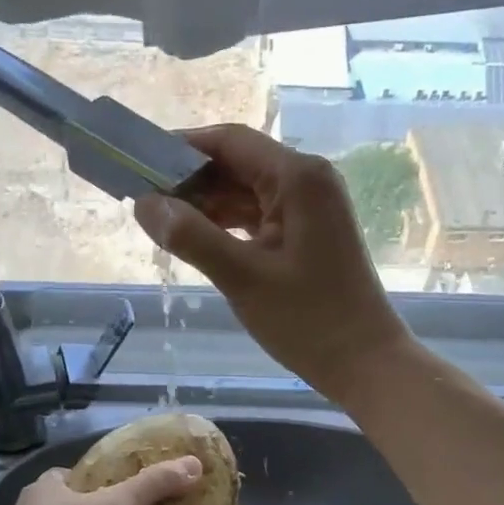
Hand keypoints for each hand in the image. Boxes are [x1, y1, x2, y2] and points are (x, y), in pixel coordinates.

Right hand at [133, 124, 411, 401]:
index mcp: (297, 177)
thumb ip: (191, 236)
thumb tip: (144, 204)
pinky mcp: (310, 234)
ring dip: (207, 206)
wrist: (365, 363)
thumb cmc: (308, 321)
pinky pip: (260, 216)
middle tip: (143, 202)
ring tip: (162, 224)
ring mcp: (312, 208)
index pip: (229, 141)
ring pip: (247, 193)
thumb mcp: (242, 277)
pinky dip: (229, 225)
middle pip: (238, 164)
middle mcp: (308, 181)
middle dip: (191, 181)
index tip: (138, 164)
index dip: (181, 148)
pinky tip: (197, 240)